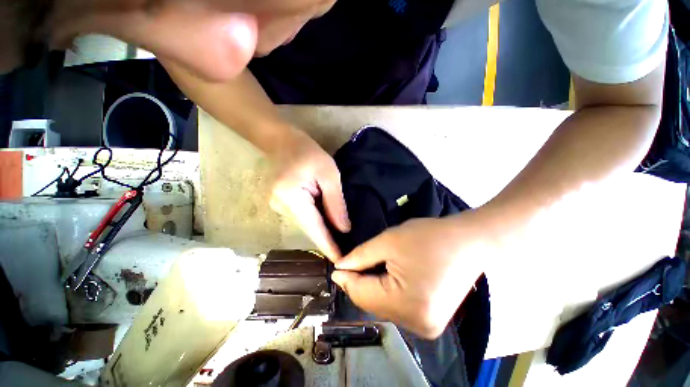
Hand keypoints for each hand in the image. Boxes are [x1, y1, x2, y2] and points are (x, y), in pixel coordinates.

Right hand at [267, 128, 350, 258]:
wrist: (282, 141)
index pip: (314, 228)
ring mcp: (279, 207)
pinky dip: (317, 222)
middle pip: (309, 229)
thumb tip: (344, 229)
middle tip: (346, 253)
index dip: (328, 246)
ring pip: (306, 225)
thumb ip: (335, 203)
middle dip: (327, 241)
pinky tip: (328, 226)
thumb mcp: (329, 174)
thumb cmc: (308, 153)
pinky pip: (303, 217)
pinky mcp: (282, 204)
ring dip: (323, 232)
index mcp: (292, 198)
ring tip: (341, 242)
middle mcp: (281, 207)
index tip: (340, 262)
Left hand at [331, 216, 489, 338]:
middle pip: (372, 304)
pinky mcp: (431, 321)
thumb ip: (361, 256)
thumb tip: (340, 267)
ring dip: (373, 288)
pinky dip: (387, 293)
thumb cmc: (429, 236)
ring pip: (384, 307)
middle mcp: (418, 325)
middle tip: (351, 264)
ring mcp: (427, 327)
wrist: (469, 241)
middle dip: (359, 283)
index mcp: (408, 306)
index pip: (362, 295)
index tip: (336, 266)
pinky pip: (398, 309)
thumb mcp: (390, 241)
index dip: (346, 279)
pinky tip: (386, 278)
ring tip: (369, 268)